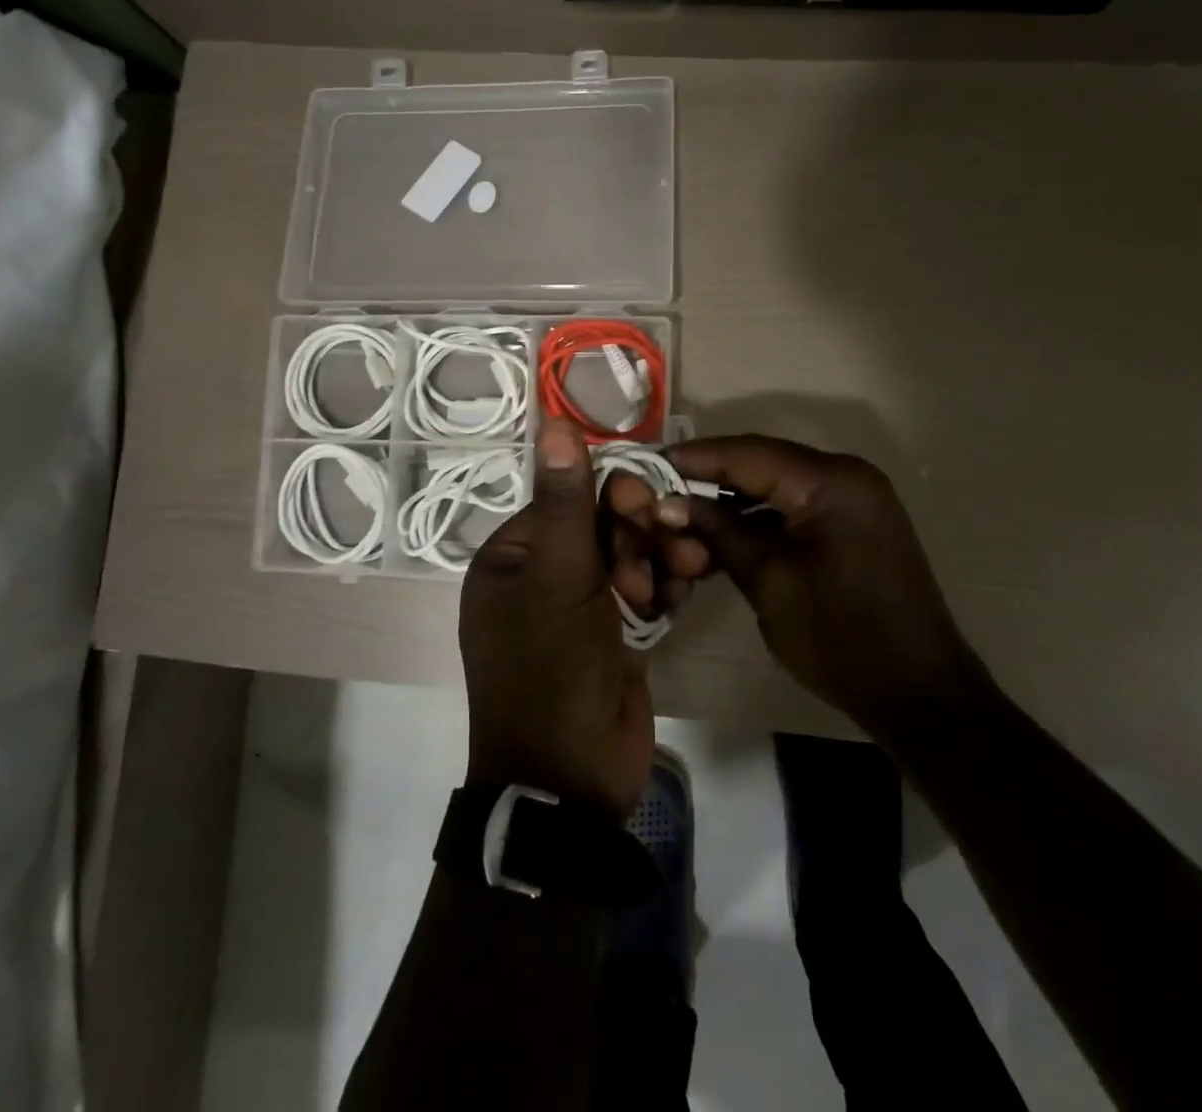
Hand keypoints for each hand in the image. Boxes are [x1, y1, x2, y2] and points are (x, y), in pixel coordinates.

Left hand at [459, 419, 655, 818]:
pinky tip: (685, 590)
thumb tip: (553, 420)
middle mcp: (541, 577)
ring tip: (689, 568)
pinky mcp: (615, 634)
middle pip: (602, 526)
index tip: (646, 508)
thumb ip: (565, 501)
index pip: (567, 501)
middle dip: (642, 532)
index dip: (610, 498)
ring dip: (661, 556)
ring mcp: (580, 608)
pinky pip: (644, 591)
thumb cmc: (552, 671)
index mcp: (512, 558)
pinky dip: (666, 585)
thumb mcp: (559, 579)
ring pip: (629, 557)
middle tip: (675, 544)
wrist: (572, 781)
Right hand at [618, 435, 991, 732]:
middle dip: (709, 478)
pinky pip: (795, 505)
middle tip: (660, 493)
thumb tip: (669, 503)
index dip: (693, 458)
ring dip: (732, 500)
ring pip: (776, 483)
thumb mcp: (768, 582)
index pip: (747, 453)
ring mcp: (854, 498)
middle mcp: (846, 475)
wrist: (919, 693)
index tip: (646, 465)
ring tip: (684, 518)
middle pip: (761, 462)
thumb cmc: (841, 638)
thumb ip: (719, 533)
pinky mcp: (854, 522)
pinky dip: (759, 517)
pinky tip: (723, 535)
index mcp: (831, 482)